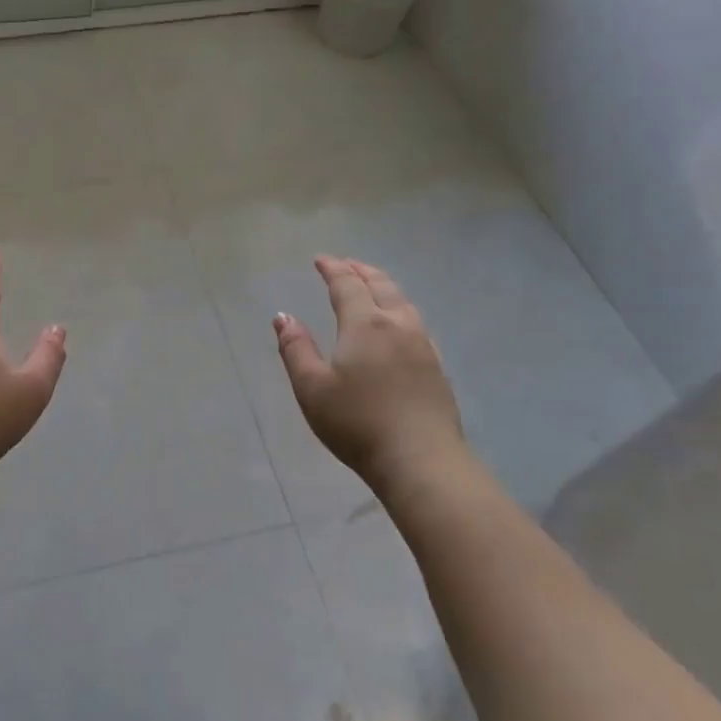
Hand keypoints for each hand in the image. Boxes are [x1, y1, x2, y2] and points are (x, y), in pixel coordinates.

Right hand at [273, 257, 464, 486]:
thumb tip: (283, 316)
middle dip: (360, 271)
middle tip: (346, 264)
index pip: (347, 285)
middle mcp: (398, 325)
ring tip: (371, 286)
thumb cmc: (357, 423)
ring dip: (383, 287)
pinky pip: (416, 323)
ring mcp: (423, 345)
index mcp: (365, 324)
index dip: (333, 269)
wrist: (421, 460)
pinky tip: (399, 325)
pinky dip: (400, 309)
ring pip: (403, 302)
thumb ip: (295, 348)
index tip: (320, 259)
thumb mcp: (311, 387)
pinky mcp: (436, 367)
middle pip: (380, 286)